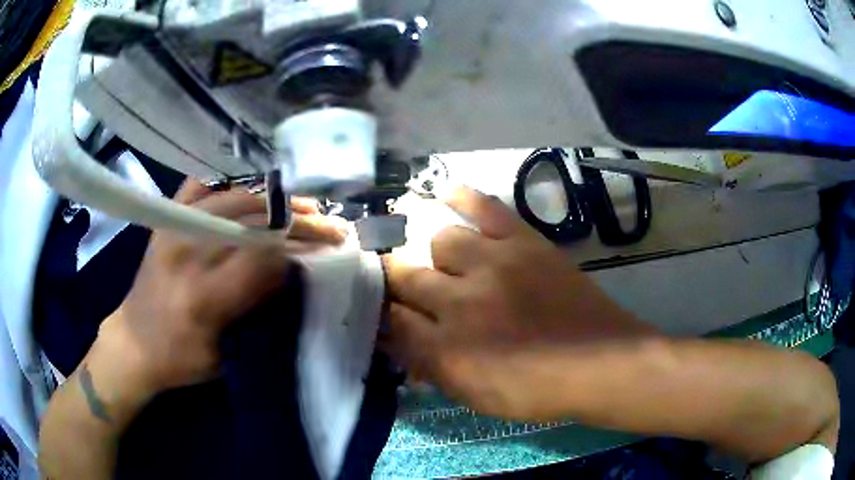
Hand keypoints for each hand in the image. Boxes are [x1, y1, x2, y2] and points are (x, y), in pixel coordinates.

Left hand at [96, 180, 347, 395]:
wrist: (133, 343)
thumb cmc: (179, 360)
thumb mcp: (226, 355)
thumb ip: (256, 314)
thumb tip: (292, 273)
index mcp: (203, 297)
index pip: (264, 258)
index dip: (300, 251)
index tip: (326, 253)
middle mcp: (188, 252)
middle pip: (255, 222)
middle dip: (299, 222)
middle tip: (331, 225)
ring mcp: (174, 228)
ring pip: (235, 196)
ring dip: (275, 199)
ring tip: (303, 204)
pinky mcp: (167, 220)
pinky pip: (202, 185)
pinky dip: (229, 183)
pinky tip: (251, 189)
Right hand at [383, 187, 658, 418]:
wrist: (599, 363)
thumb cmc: (535, 388)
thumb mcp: (473, 394)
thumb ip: (429, 366)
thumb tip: (396, 339)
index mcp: (447, 348)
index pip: (392, 320)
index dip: (382, 315)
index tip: (382, 313)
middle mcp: (462, 301)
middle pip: (407, 277)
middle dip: (396, 282)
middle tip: (404, 287)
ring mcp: (495, 264)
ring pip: (441, 241)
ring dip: (436, 256)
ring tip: (449, 267)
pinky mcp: (524, 242)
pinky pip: (486, 209)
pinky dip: (464, 198)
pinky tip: (446, 193)